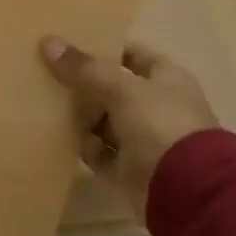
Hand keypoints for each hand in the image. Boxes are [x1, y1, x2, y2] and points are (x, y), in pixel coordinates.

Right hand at [39, 35, 219, 207]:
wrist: (186, 192)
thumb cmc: (161, 126)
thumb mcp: (123, 89)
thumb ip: (85, 68)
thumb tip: (49, 43)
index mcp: (167, 80)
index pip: (133, 55)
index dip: (105, 48)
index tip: (70, 44)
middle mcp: (157, 108)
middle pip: (114, 89)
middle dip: (85, 84)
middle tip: (49, 74)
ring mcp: (145, 141)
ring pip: (105, 122)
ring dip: (82, 117)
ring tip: (48, 105)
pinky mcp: (130, 170)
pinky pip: (101, 154)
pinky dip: (86, 148)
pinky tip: (67, 141)